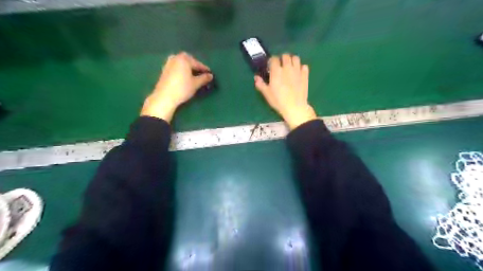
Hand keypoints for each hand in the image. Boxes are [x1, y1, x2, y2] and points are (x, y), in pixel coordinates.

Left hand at [142, 52, 212, 121]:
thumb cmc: (182, 88)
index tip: (210, 74)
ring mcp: (168, 63)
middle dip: (195, 67)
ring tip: (194, 76)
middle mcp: (175, 58)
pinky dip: (182, 71)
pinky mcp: (164, 70)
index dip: (205, 69)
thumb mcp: (196, 84)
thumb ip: (204, 78)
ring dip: (188, 69)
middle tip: (202, 74)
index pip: (198, 63)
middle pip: (189, 61)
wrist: (164, 97)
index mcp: (184, 59)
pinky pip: (176, 68)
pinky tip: (184, 78)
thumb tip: (210, 76)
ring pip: (182, 64)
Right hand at [254, 54, 318, 129]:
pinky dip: (301, 67)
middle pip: (285, 56)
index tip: (270, 66)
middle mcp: (287, 68)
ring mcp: (297, 71)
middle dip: (282, 59)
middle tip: (280, 65)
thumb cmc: (278, 101)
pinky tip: (298, 72)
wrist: (294, 107)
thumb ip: (260, 84)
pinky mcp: (305, 75)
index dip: (271, 61)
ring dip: (292, 60)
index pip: (274, 59)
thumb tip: (256, 77)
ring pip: (296, 58)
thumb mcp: (266, 94)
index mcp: (276, 71)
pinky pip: (304, 66)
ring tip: (290, 66)